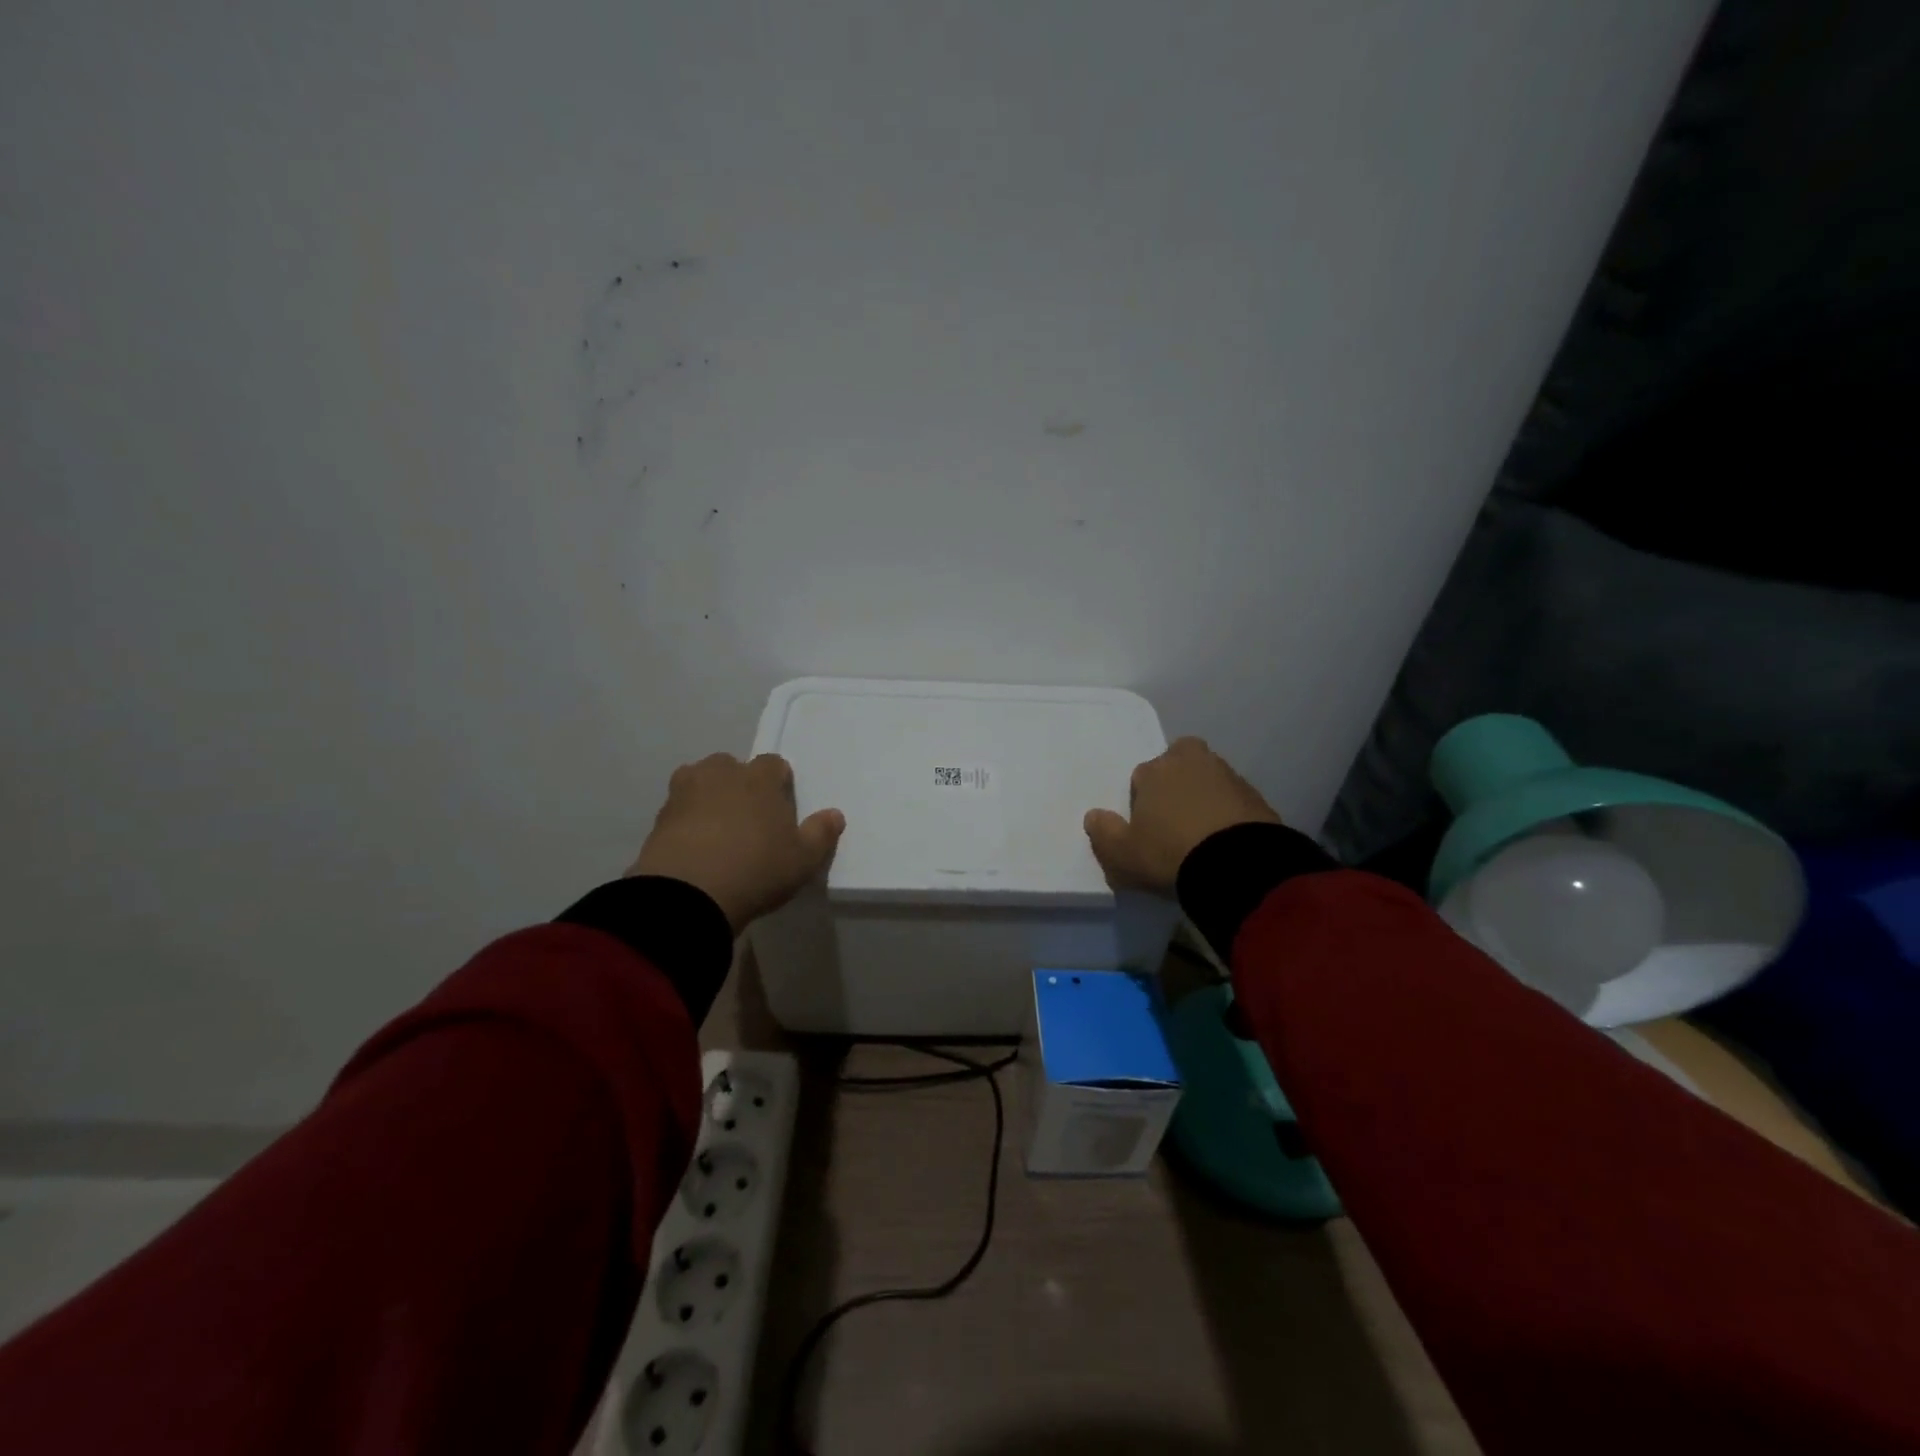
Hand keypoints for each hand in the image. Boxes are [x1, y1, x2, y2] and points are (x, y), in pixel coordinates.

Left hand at [629, 753, 844, 933]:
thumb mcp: (802, 860)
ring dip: (708, 797)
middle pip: (732, 766)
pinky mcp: (658, 818)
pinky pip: (678, 810)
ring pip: (699, 781)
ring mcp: (684, 793)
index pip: (774, 764)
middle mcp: (721, 774)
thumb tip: (834, 814)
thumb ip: (821, 834)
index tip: (781, 808)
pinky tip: (695, 848)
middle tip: (748, 819)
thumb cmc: (756, 870)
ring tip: (717, 830)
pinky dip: (686, 821)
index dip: (779, 783)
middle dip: (739, 784)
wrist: (687, 895)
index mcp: (759, 779)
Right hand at [1084, 737, 1280, 895]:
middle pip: (1179, 762)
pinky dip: (1228, 813)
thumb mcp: (1122, 854)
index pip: (1141, 776)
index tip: (1146, 827)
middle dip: (1176, 780)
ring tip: (1202, 832)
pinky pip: (1234, 800)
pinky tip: (1225, 840)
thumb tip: (1093, 816)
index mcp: (1155, 770)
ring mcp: (1228, 776)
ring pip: (1208, 778)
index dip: (1142, 801)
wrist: (1237, 866)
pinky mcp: (1256, 797)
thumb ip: (1102, 833)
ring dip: (1204, 796)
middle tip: (1175, 817)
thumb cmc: (1168, 853)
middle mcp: (1191, 762)